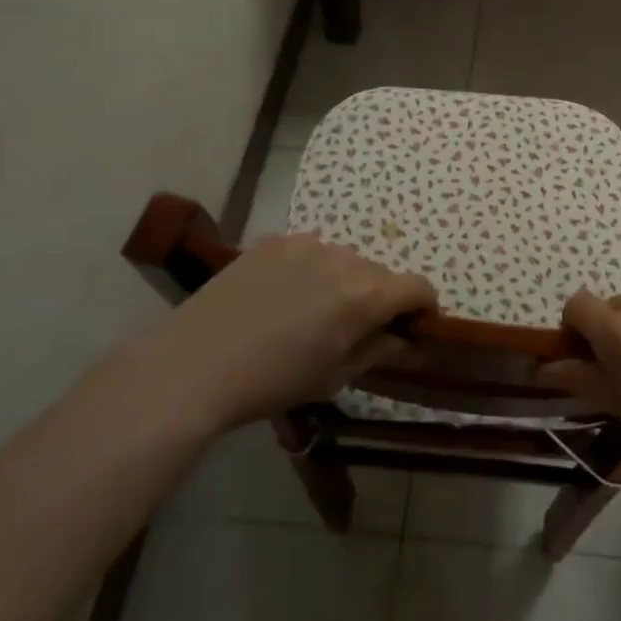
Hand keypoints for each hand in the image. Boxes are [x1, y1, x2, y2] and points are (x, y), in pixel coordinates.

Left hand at [153, 233, 435, 429]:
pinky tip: (280, 297)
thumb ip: (379, 350)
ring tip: (309, 312)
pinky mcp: (275, 240)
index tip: (413, 328)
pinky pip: (309, 252)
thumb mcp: (335, 376)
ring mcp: (308, 243)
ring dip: (342, 282)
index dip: (424, 308)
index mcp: (367, 294)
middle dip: (378, 299)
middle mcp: (346, 258)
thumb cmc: (274, 381)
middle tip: (353, 329)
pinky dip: (308, 271)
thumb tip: (409, 341)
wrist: (196, 363)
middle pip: (380, 274)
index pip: (419, 287)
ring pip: (344, 260)